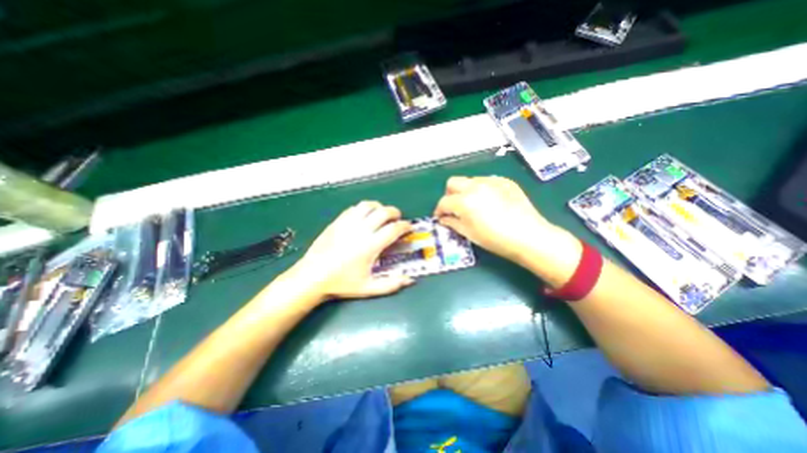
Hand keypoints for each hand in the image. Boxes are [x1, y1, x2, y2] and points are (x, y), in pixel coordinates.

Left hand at [284, 200, 415, 299]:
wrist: (312, 277)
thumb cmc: (341, 283)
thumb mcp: (368, 288)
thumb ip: (391, 284)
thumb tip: (410, 280)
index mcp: (371, 245)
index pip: (394, 229)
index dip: (405, 226)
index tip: (409, 228)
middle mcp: (361, 230)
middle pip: (383, 212)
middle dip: (395, 213)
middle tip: (398, 219)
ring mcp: (348, 223)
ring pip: (368, 205)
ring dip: (379, 207)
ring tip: (381, 214)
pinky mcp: (337, 221)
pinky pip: (354, 209)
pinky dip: (364, 209)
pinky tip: (364, 217)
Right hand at [436, 175, 579, 284]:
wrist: (529, 236)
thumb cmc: (495, 239)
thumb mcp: (469, 233)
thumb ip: (452, 223)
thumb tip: (443, 218)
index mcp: (464, 201)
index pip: (443, 202)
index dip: (439, 210)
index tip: (440, 217)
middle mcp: (474, 186)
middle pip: (452, 183)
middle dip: (449, 195)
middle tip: (454, 208)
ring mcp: (491, 181)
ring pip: (469, 180)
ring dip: (465, 191)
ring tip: (473, 204)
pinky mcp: (504, 181)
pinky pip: (486, 181)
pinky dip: (482, 189)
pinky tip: (489, 201)